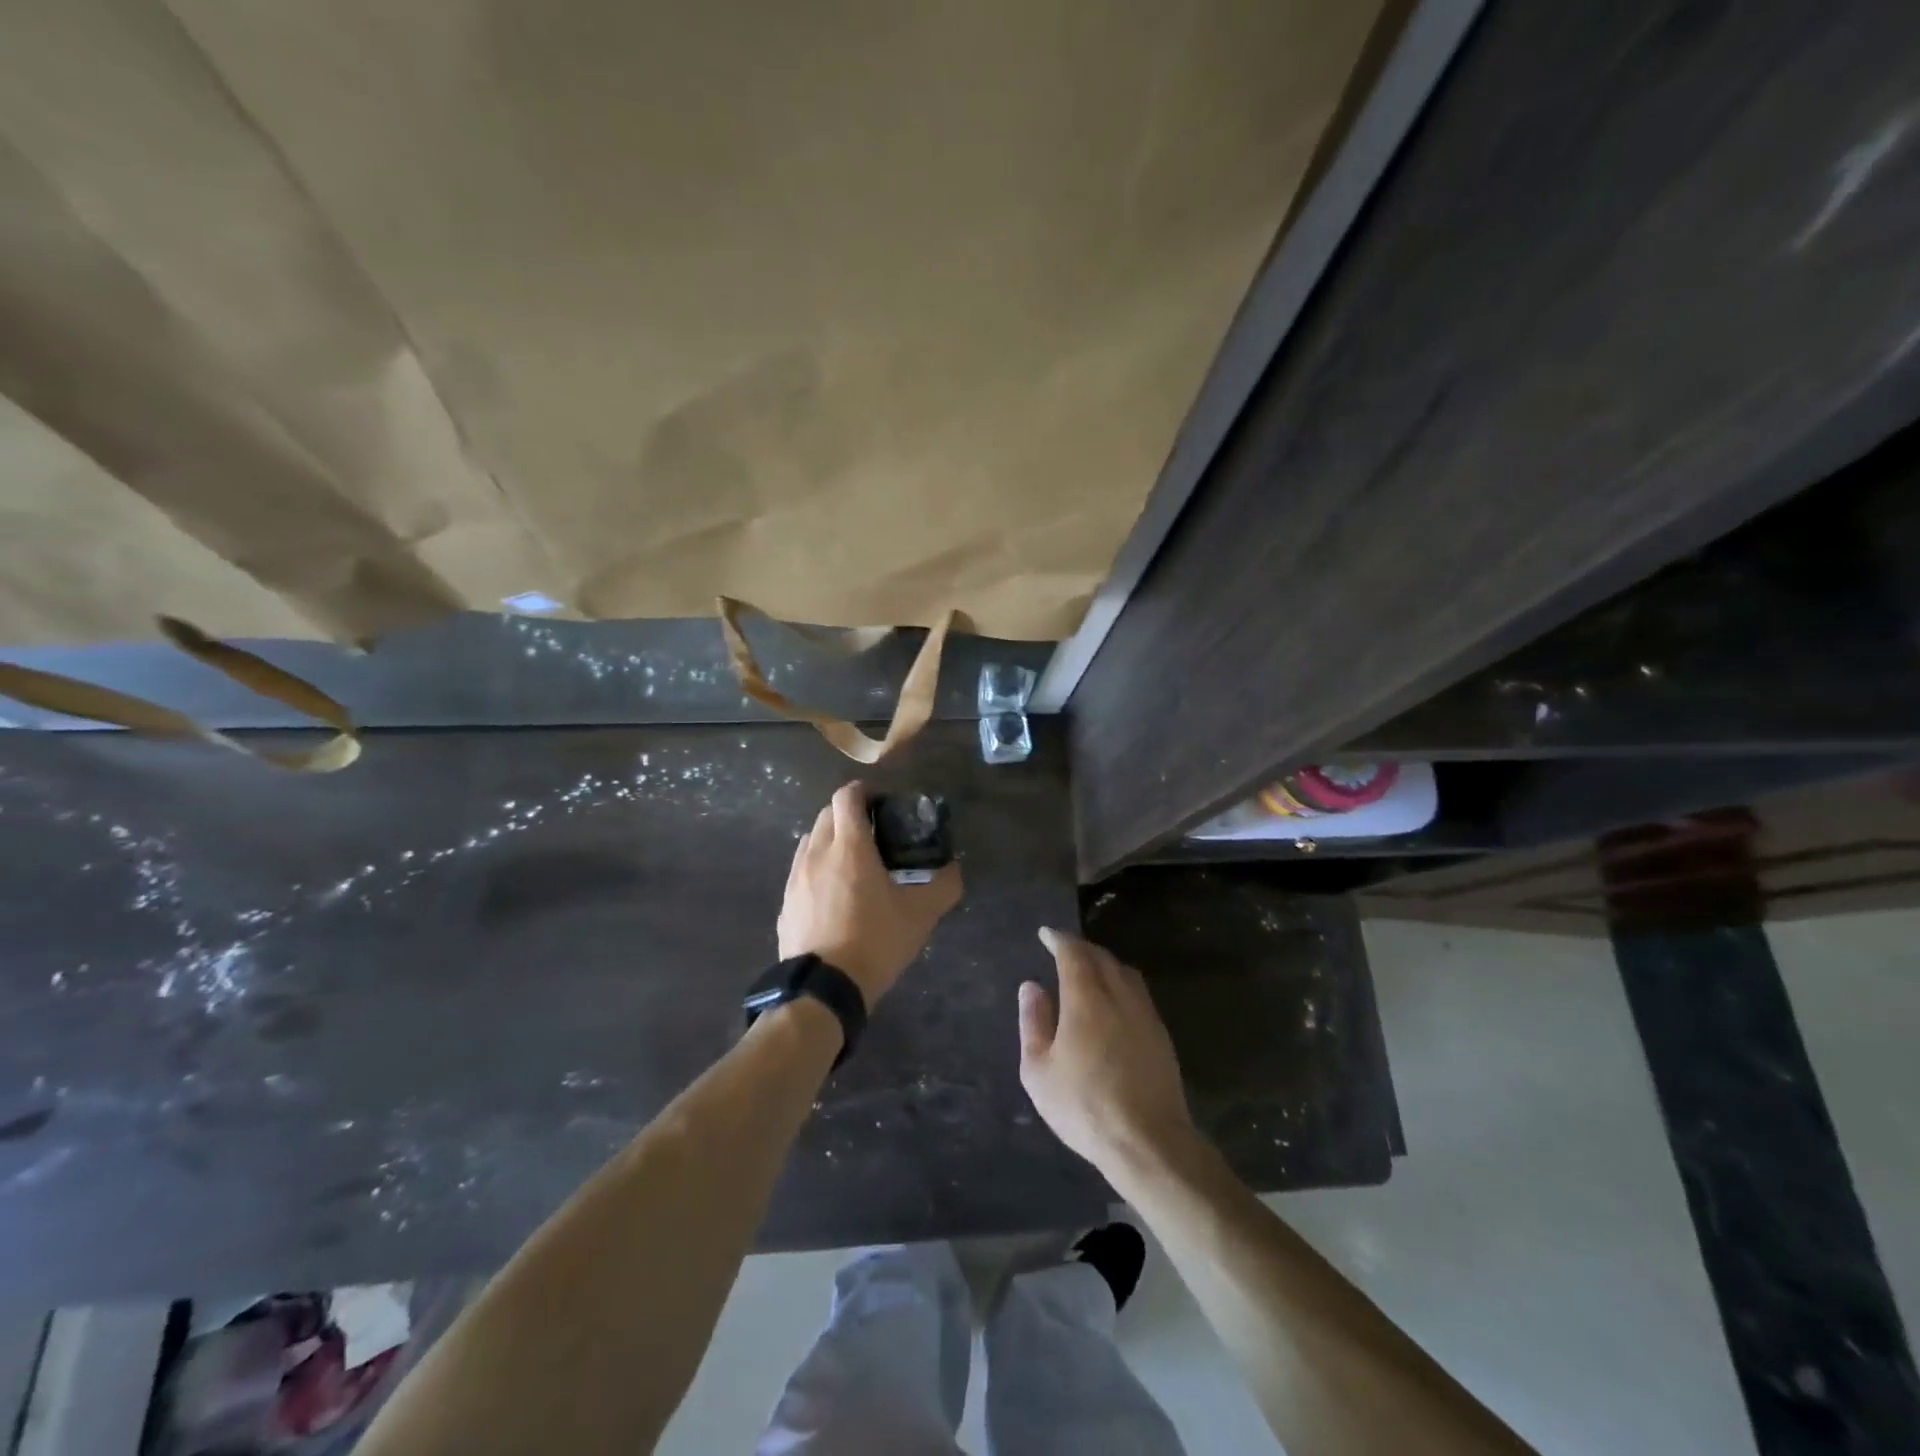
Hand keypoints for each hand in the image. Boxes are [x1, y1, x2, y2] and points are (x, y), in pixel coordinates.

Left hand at [777, 782, 962, 1006]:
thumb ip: (943, 885)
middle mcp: (816, 853)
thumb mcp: (921, 914)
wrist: (824, 988)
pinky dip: (817, 870)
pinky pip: (801, 872)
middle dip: (848, 814)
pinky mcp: (786, 904)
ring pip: (810, 842)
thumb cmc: (875, 941)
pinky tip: (832, 896)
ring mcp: (796, 879)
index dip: (863, 791)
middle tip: (873, 833)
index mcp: (849, 846)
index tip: (881, 802)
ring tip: (852, 863)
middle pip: (826, 815)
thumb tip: (954, 869)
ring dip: (830, 841)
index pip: (846, 796)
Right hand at [1019, 928, 1199, 1181]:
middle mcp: (1118, 996)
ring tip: (1088, 969)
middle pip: (1101, 957)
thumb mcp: (1039, 1070)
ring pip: (1124, 972)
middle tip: (1063, 948)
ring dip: (1104, 962)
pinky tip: (1113, 999)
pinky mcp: (1161, 1033)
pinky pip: (1138, 991)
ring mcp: (1144, 1013)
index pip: (1073, 953)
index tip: (1046, 934)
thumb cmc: (1084, 1106)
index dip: (1058, 939)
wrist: (1148, 1141)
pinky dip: (1120, 982)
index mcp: (1086, 999)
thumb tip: (1031, 986)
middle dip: (1080, 947)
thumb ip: (1033, 1022)